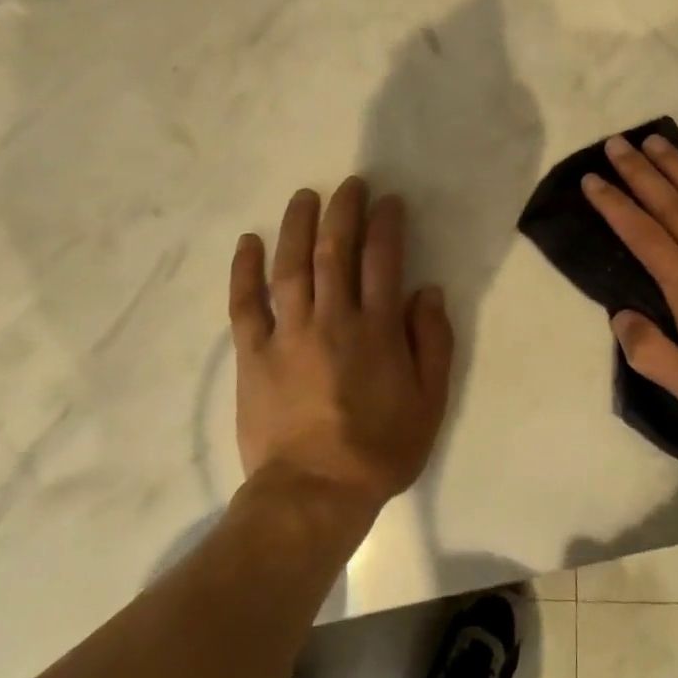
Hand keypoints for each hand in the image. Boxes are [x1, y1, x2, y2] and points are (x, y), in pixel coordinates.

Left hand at [230, 177, 454, 514]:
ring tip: (304, 197)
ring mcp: (288, 334)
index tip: (388, 200)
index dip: (387, 224)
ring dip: (298, 226)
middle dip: (343, 211)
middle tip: (349, 184)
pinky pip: (245, 303)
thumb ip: (432, 342)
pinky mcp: (253, 354)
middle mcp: (332, 319)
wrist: (314, 493)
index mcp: (377, 330)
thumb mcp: (429, 402)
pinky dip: (245, 270)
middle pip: (336, 251)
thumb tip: (427, 291)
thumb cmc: (380, 449)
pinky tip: (248, 242)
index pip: (384, 260)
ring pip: (291, 266)